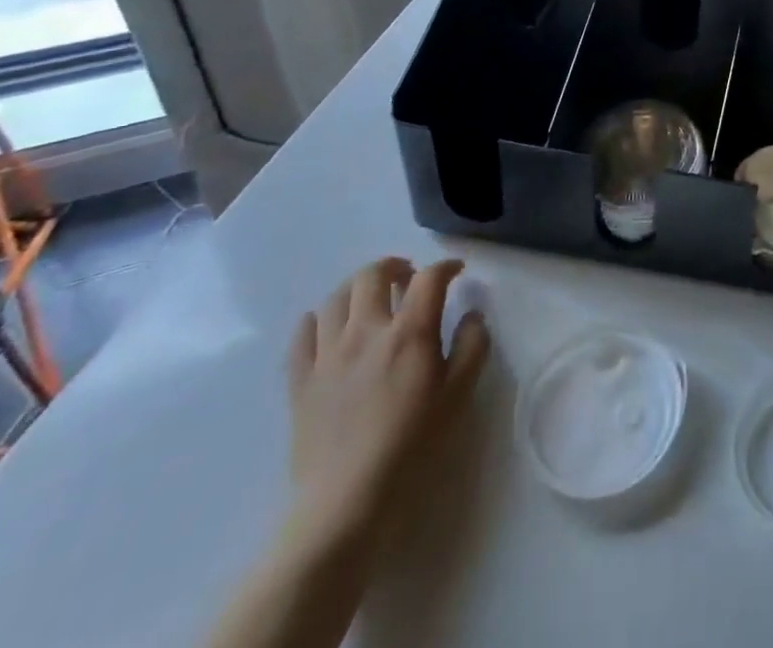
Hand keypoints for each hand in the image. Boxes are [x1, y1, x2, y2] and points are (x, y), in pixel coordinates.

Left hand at [284, 256, 489, 553]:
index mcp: (409, 333)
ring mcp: (327, 355)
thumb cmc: (412, 447)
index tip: (456, 272)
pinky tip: (328, 326)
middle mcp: (366, 331)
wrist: (345, 505)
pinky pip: (302, 335)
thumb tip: (472, 314)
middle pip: (373, 275)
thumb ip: (472, 347)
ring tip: (371, 300)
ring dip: (357, 288)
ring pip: (336, 298)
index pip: (429, 278)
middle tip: (409, 278)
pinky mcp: (300, 381)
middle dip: (395, 266)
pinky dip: (317, 320)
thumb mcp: (459, 396)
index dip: (445, 267)